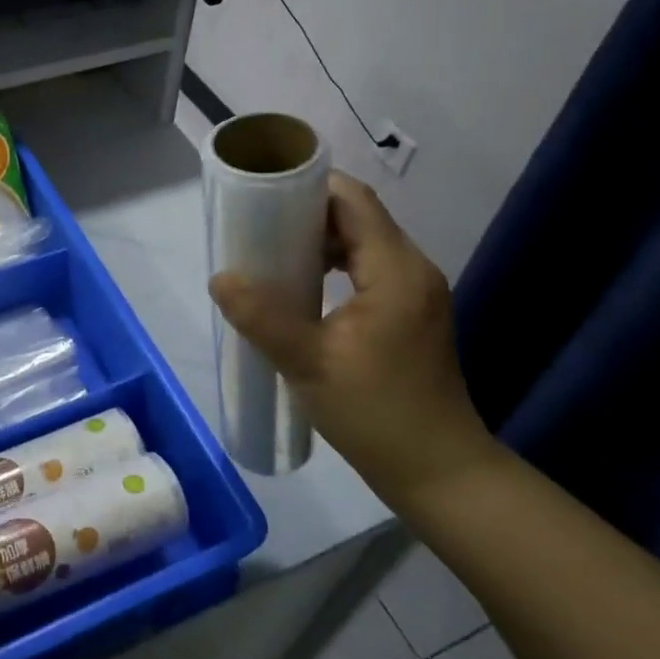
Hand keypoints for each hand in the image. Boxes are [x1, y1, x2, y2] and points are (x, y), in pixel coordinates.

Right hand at [208, 171, 499, 509]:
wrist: (439, 472)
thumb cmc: (376, 413)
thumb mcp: (309, 364)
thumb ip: (263, 317)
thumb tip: (220, 278)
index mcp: (395, 270)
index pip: (353, 200)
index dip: (308, 186)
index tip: (262, 193)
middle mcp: (413, 269)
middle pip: (358, 216)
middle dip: (306, 213)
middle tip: (257, 225)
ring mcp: (416, 292)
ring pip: (364, 242)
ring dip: (321, 240)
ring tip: (273, 253)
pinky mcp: (411, 313)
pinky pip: (371, 268)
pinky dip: (336, 264)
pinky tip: (304, 287)